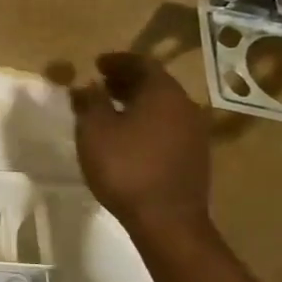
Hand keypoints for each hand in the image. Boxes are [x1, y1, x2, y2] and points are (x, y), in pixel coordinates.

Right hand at [72, 53, 211, 237]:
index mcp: (163, 93)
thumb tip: (87, 85)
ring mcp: (194, 132)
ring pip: (163, 106)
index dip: (117, 61)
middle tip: (102, 84)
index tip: (97, 63)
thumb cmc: (126, 168)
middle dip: (127, 81)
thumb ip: (90, 102)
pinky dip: (147, 121)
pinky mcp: (194, 156)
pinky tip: (129, 136)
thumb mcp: (95, 131)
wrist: (167, 220)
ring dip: (137, 102)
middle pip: (155, 83)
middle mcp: (185, 106)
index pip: (142, 63)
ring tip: (111, 109)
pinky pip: (168, 126)